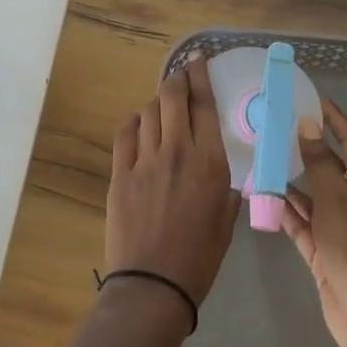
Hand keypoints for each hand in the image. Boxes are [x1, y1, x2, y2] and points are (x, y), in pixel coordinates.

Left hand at [104, 57, 237, 308]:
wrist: (154, 285)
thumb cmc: (199, 259)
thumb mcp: (226, 222)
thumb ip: (224, 189)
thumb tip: (219, 174)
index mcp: (210, 163)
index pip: (204, 105)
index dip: (200, 77)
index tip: (198, 61)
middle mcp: (177, 152)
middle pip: (172, 97)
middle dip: (177, 79)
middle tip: (180, 74)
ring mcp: (145, 160)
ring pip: (148, 111)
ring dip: (156, 103)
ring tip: (161, 107)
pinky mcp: (120, 173)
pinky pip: (124, 133)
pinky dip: (133, 122)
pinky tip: (137, 125)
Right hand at [281, 100, 346, 346]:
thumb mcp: (335, 201)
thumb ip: (319, 164)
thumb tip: (310, 125)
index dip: (337, 122)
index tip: (315, 101)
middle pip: (329, 169)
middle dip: (306, 150)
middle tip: (274, 129)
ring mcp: (338, 230)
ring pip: (311, 198)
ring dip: (289, 182)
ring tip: (259, 160)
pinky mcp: (323, 253)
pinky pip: (301, 224)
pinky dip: (284, 212)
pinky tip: (261, 198)